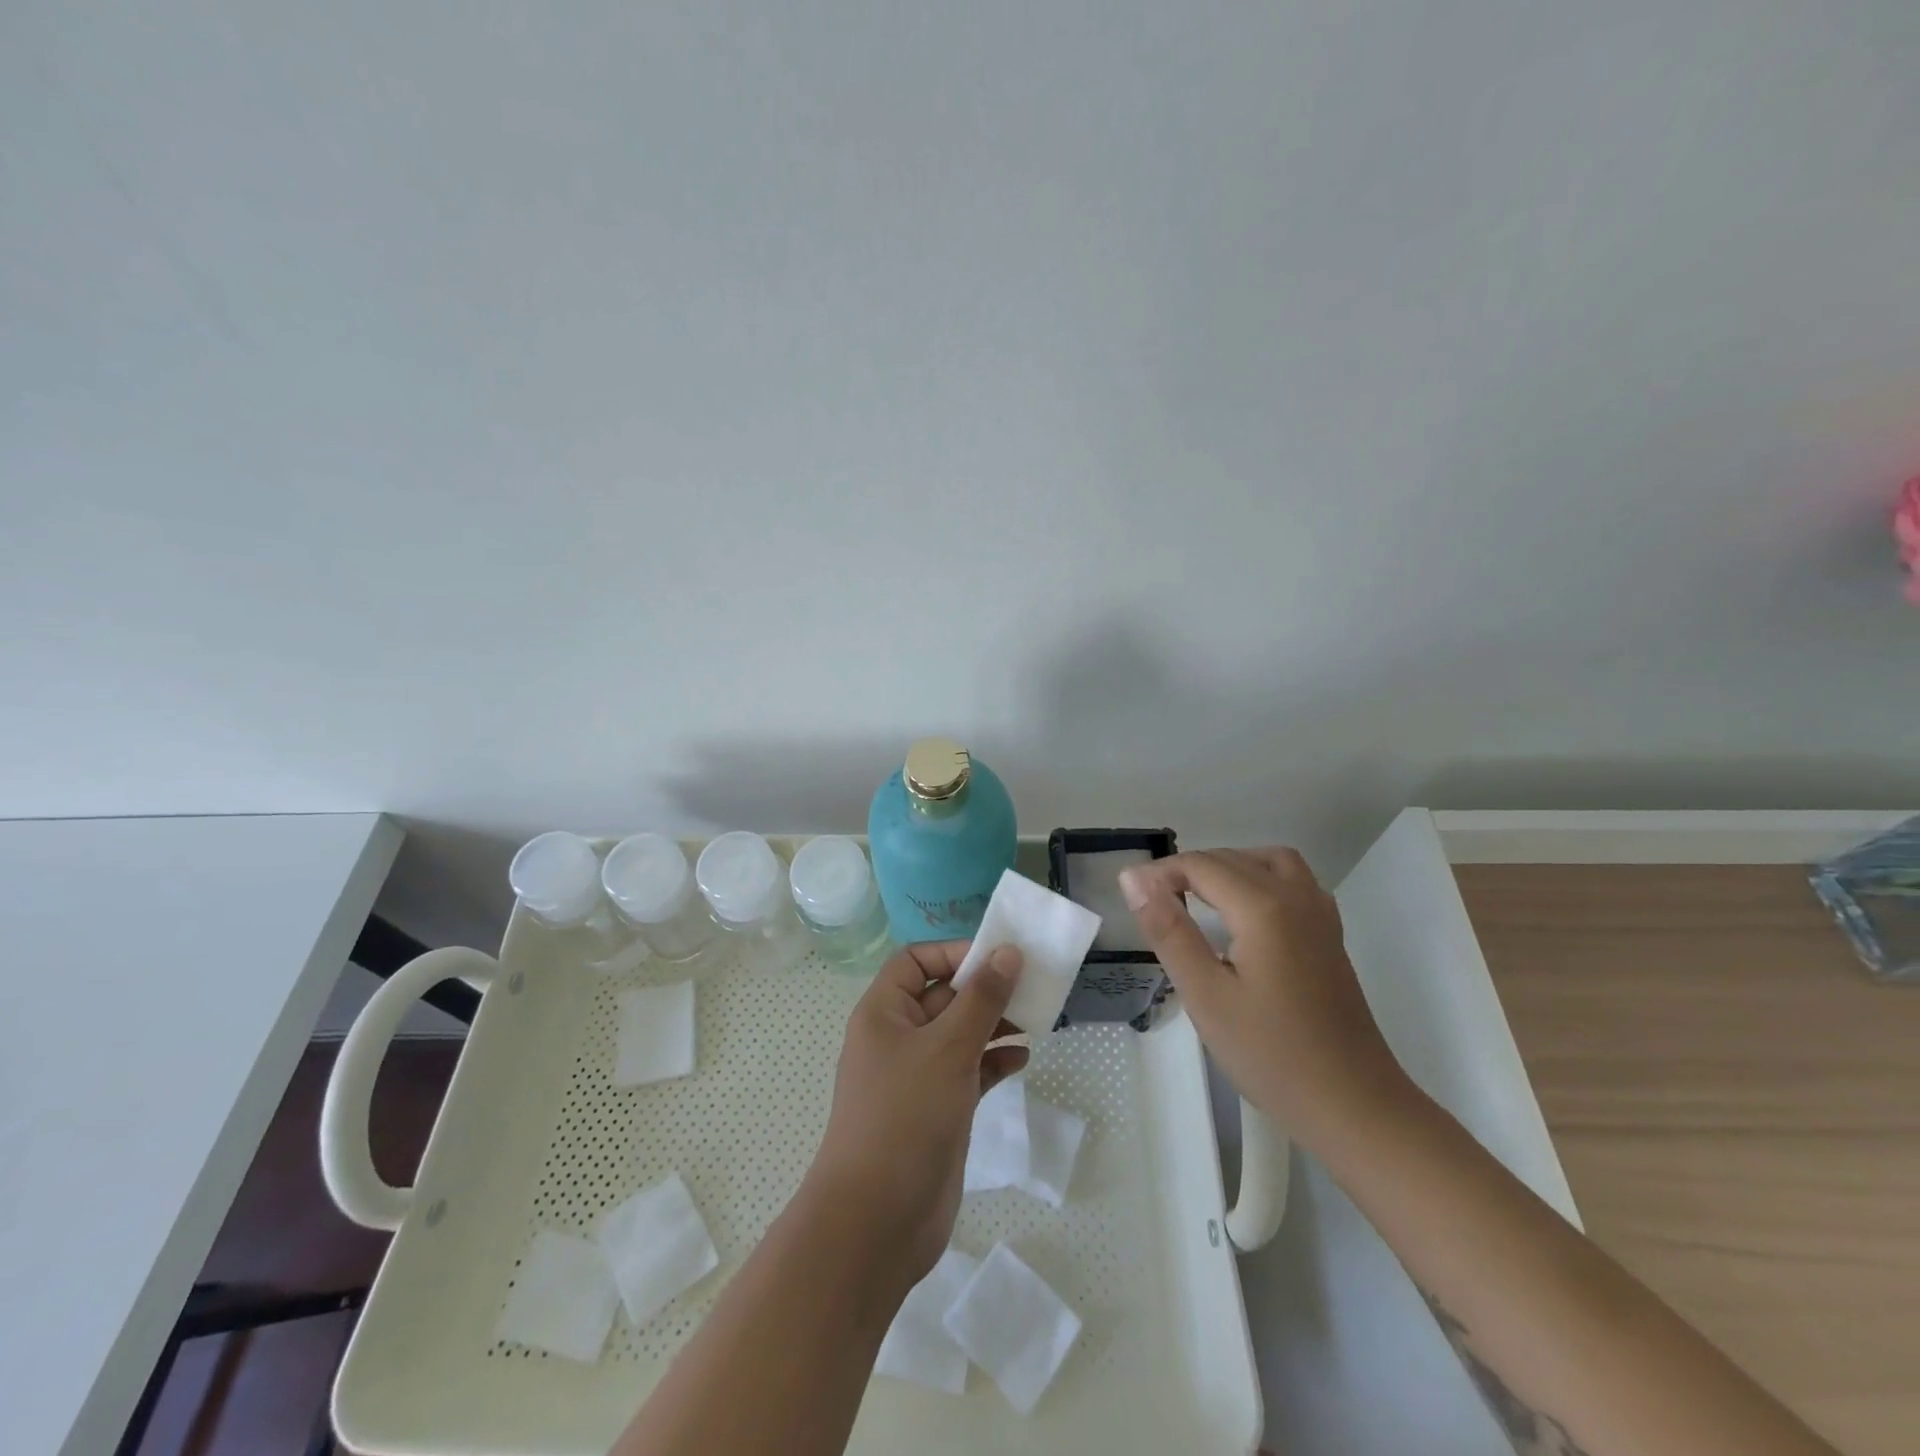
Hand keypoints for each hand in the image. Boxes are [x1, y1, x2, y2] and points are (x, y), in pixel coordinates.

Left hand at [804, 941, 1027, 1286]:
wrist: (876, 1221)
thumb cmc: (905, 1116)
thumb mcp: (947, 1048)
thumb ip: (981, 999)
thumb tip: (1007, 952)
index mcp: (884, 1012)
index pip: (915, 961)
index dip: (953, 953)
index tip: (997, 957)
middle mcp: (898, 1038)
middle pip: (943, 996)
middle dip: (984, 989)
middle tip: (1031, 986)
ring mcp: (918, 1076)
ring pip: (960, 1034)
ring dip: (994, 1025)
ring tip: (1035, 1020)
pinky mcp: (938, 1110)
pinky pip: (969, 1071)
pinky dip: (993, 1062)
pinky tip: (1022, 1060)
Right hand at [1119, 848, 1407, 1141]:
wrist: (1354, 1106)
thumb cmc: (1272, 1055)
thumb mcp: (1205, 995)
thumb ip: (1169, 931)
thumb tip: (1134, 879)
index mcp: (1264, 907)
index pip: (1201, 865)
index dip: (1160, 873)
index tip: (1130, 897)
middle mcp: (1296, 897)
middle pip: (1232, 859)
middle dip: (1187, 869)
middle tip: (1152, 903)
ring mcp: (1320, 915)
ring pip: (1267, 861)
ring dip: (1226, 866)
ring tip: (1195, 897)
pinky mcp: (1330, 936)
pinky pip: (1292, 881)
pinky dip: (1258, 878)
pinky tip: (1243, 913)